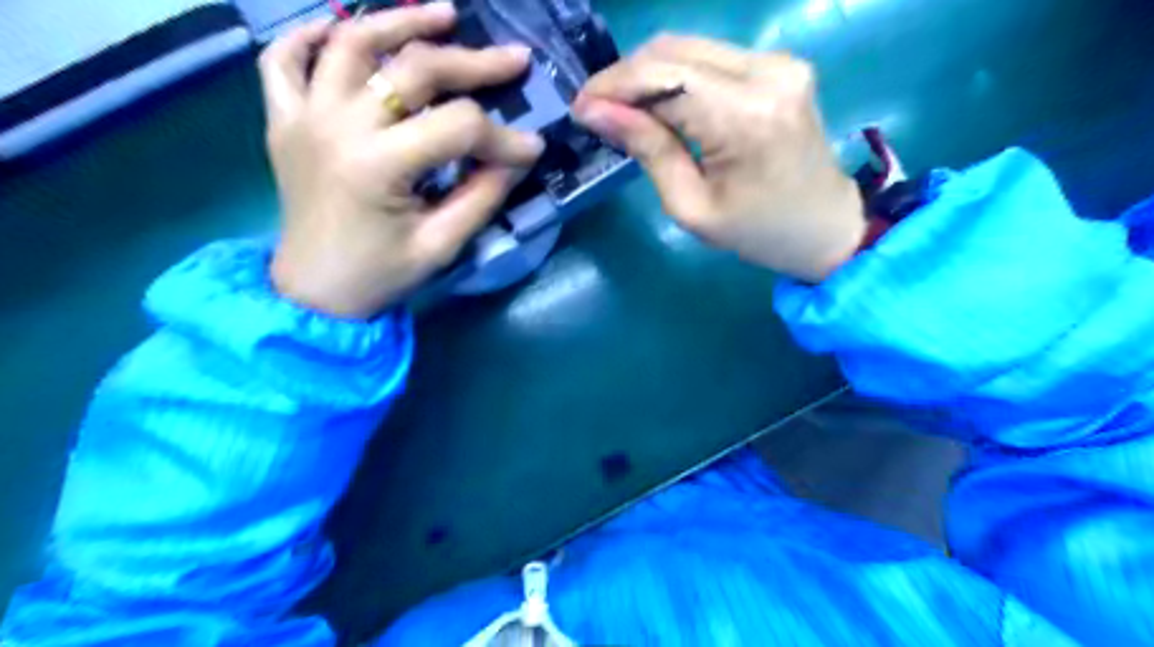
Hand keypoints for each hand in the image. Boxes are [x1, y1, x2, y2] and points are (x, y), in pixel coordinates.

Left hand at [259, 3, 546, 319]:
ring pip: (350, 42)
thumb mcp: (442, 245)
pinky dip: (313, 35)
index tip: (531, 148)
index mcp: (377, 166)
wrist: (313, 292)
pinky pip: (284, 59)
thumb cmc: (380, 275)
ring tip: (446, 15)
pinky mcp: (283, 120)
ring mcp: (303, 116)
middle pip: (412, 70)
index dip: (502, 136)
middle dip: (472, 63)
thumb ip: (482, 196)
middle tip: (514, 60)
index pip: (457, 128)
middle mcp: (336, 126)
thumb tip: (516, 157)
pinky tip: (344, 29)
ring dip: (401, 21)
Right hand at [572, 33, 860, 281]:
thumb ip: (648, 149)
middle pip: (673, 50)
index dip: (614, 87)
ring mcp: (778, 62)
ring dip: (647, 74)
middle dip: (625, 77)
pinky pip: (711, 58)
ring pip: (689, 47)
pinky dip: (676, 76)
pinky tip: (660, 105)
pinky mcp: (779, 64)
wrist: (826, 227)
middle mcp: (766, 72)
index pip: (663, 78)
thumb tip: (596, 111)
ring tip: (622, 109)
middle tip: (595, 109)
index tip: (579, 108)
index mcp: (746, 117)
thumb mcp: (691, 207)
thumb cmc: (757, 232)